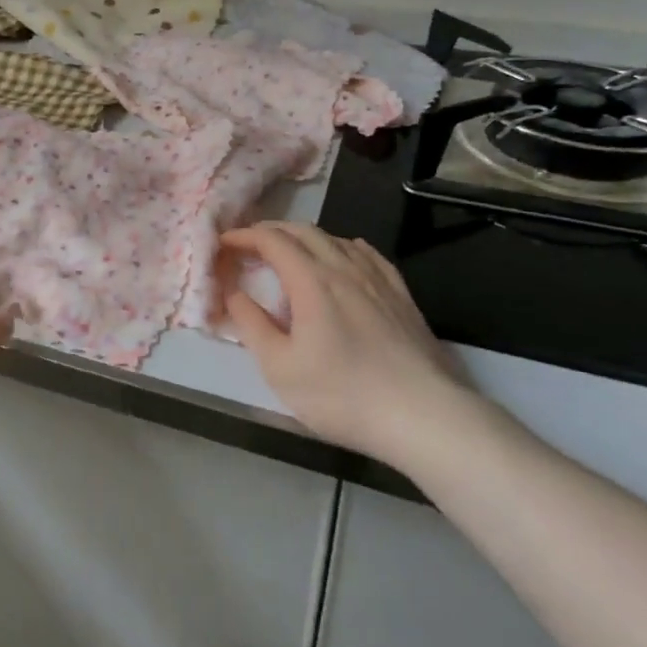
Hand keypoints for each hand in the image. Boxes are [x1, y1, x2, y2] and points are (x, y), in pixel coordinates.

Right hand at [220, 223, 473, 461]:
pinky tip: (344, 257)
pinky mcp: (401, 294)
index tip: (224, 243)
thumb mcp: (280, 368)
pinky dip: (342, 247)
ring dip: (304, 238)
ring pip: (335, 238)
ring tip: (290, 254)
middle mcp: (344, 267)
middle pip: (303, 231)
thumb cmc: (342, 395)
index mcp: (311, 280)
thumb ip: (251, 324)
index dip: (244, 236)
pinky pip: (367, 254)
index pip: (271, 240)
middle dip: (271, 232)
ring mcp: (377, 278)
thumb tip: (233, 293)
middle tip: (249, 246)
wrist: (423, 416)